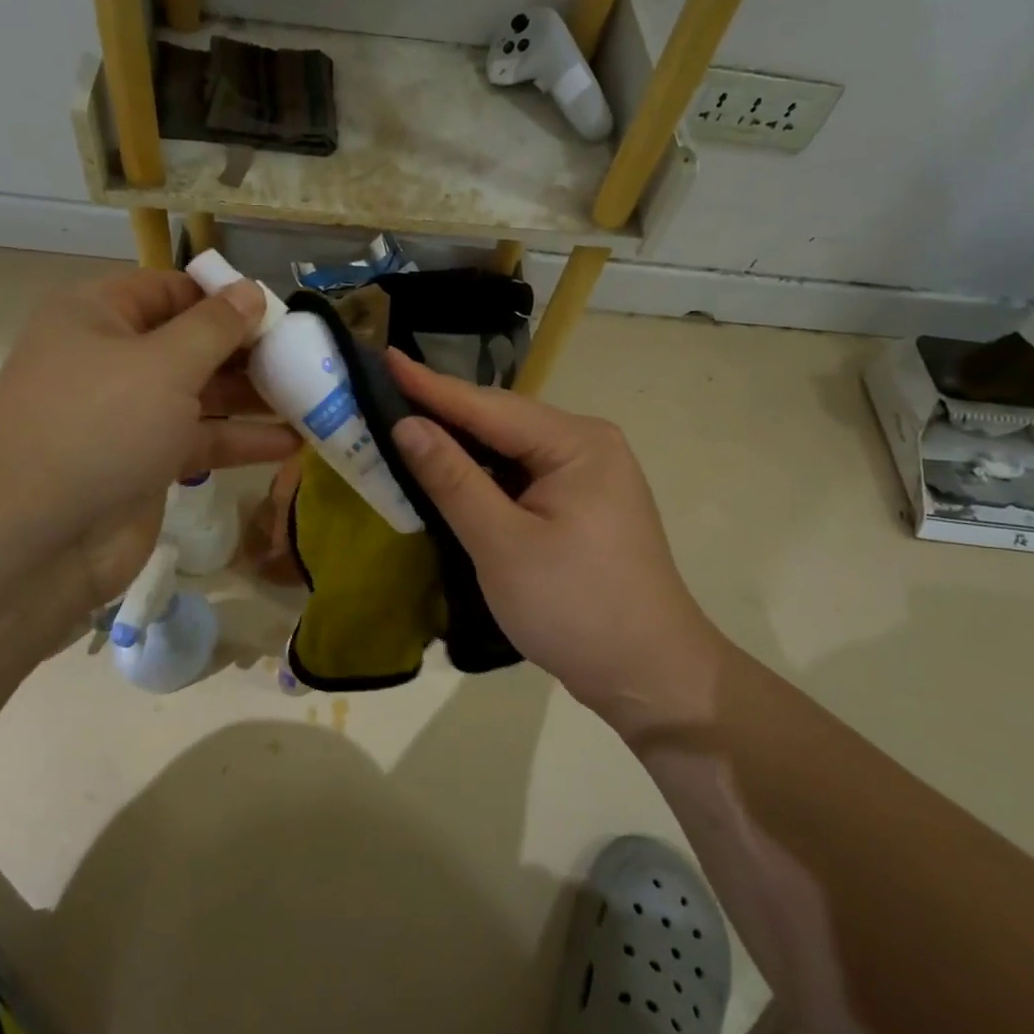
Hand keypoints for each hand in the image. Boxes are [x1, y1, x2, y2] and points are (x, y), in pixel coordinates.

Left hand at [0, 269, 299, 614]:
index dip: (222, 298)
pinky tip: (291, 443)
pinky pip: (199, 440)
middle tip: (305, 357)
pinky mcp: (145, 464)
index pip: (169, 291)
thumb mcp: (164, 365)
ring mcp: (127, 415)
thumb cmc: (99, 427)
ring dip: (252, 398)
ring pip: (200, 395)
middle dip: (246, 351)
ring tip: (311, 398)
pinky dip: (240, 440)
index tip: (276, 313)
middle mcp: (110, 359)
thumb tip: (252, 292)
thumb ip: (216, 328)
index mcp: (96, 317)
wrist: (36, 539)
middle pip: (190, 343)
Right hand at [387, 352, 725, 723]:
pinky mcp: (583, 505)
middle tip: (383, 396)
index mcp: (575, 443)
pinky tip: (450, 475)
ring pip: (510, 450)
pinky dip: (484, 476)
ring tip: (404, 429)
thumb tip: (408, 425)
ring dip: (461, 446)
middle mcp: (587, 445)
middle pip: (501, 421)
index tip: (383, 358)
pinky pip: (522, 476)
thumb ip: (453, 480)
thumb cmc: (575, 607)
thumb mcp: (502, 544)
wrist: (650, 675)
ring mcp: (589, 476)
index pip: (488, 406)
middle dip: (443, 413)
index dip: (430, 386)